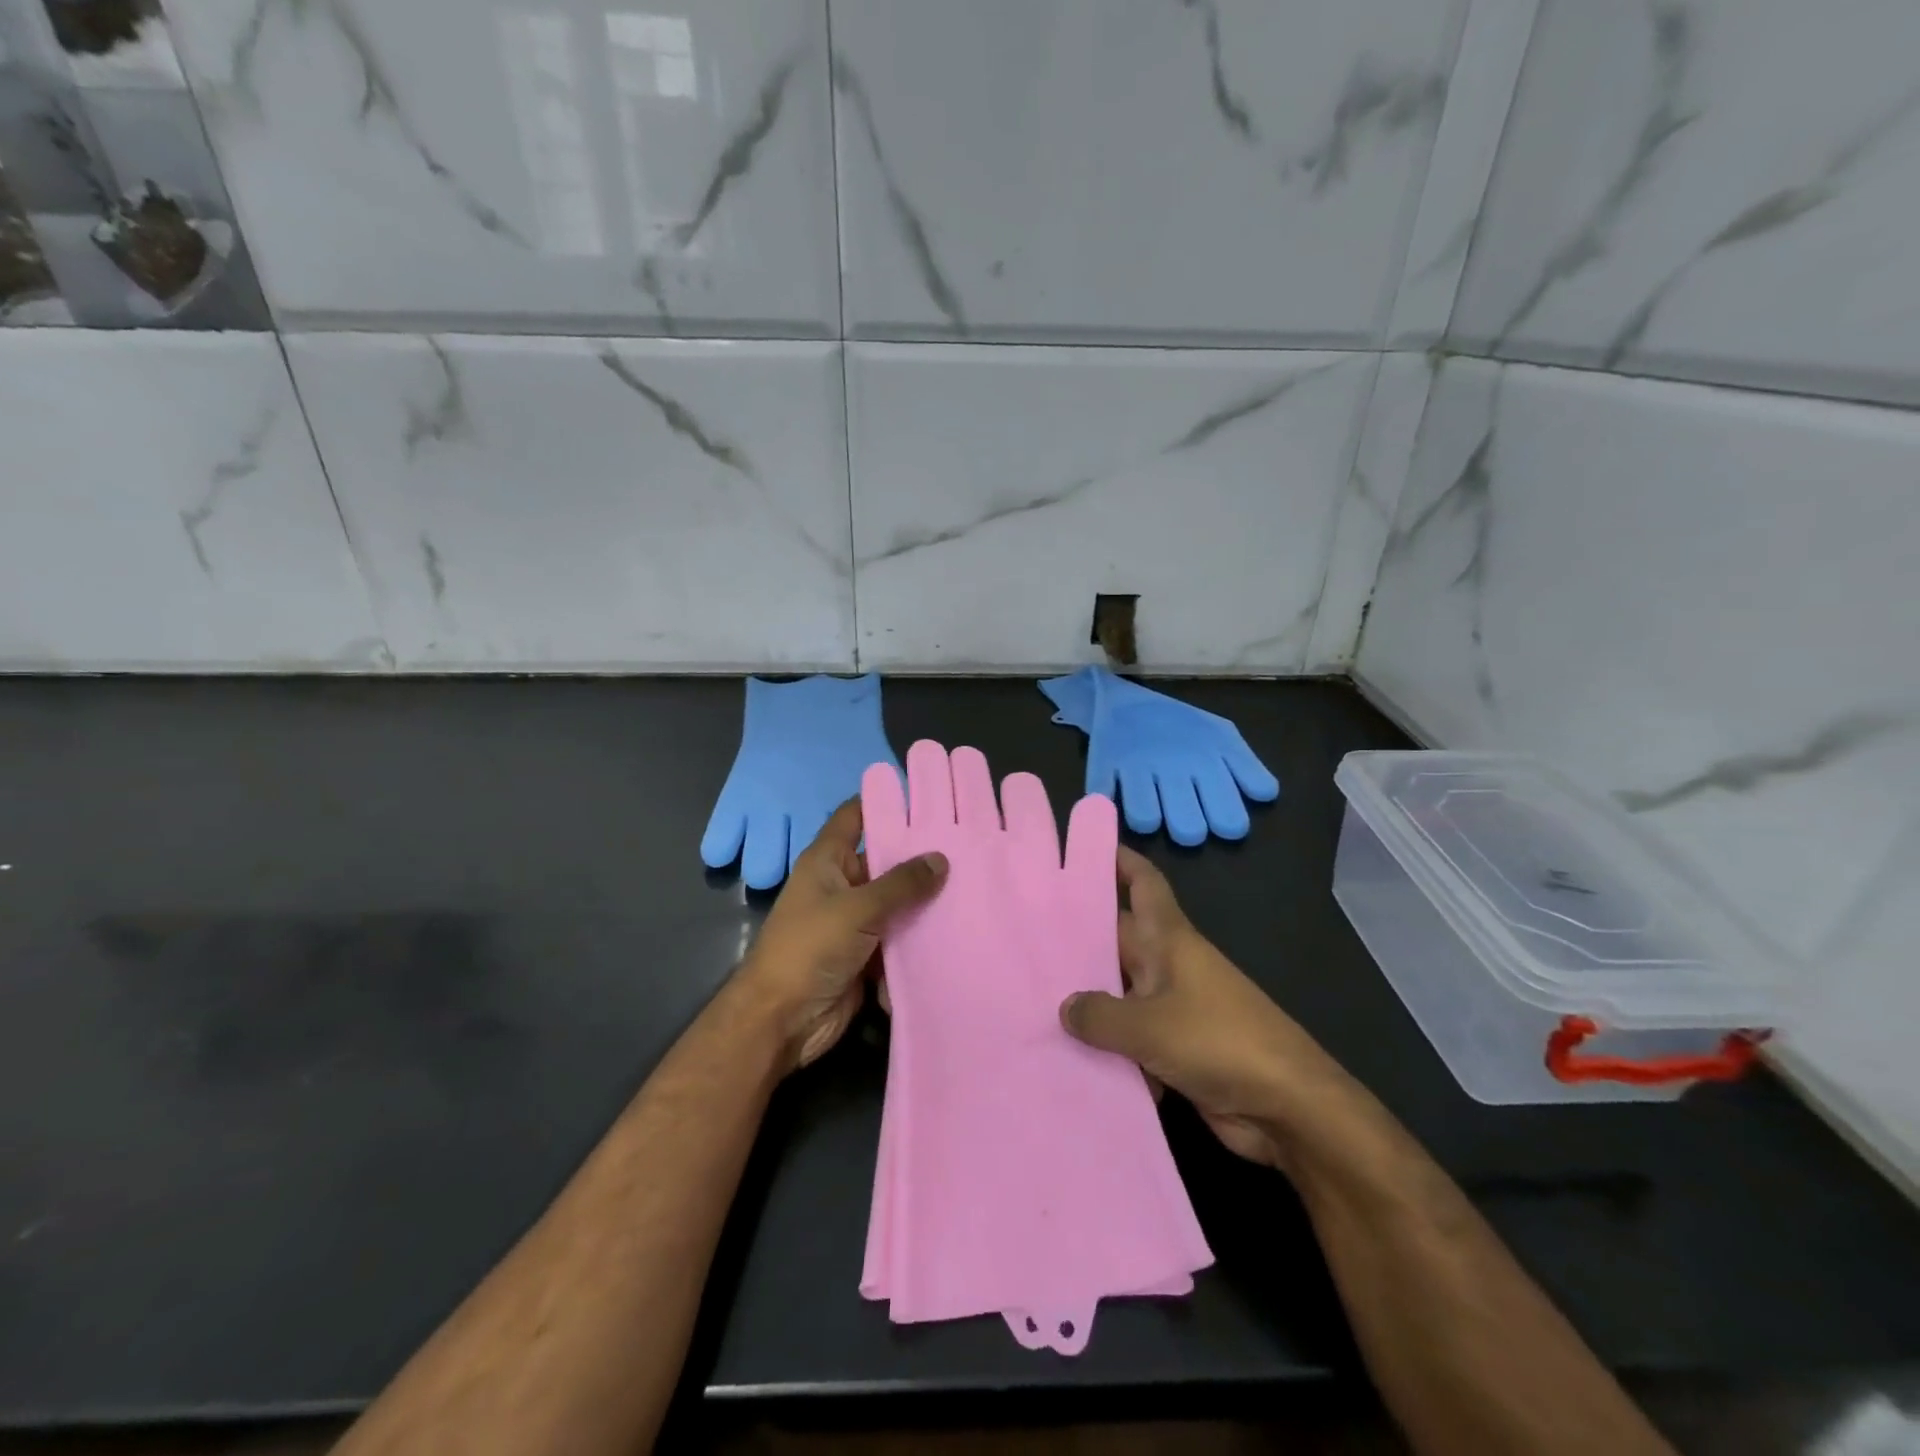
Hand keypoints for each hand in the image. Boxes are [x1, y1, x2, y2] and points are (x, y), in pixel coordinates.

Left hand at [734, 796, 946, 1071]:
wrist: (783, 1020)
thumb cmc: (810, 948)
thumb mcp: (857, 908)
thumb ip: (901, 883)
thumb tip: (941, 858)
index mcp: (828, 860)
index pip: (856, 816)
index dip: (884, 801)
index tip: (926, 796)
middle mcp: (841, 884)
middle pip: (885, 861)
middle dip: (921, 857)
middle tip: (969, 844)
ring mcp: (854, 921)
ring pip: (897, 902)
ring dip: (925, 901)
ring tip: (975, 884)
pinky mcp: (866, 954)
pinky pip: (899, 937)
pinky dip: (919, 936)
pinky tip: (958, 927)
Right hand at [1059, 847, 1356, 1170]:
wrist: (1288, 1108)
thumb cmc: (1219, 1042)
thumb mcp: (1149, 1025)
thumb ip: (1099, 1015)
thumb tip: (1065, 1006)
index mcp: (1169, 940)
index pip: (1143, 884)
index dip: (1118, 861)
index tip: (1081, 848)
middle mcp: (1168, 966)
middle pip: (1116, 940)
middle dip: (1076, 938)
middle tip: (1023, 935)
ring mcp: (1173, 1008)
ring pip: (1118, 992)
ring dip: (1086, 1000)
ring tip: (1030, 998)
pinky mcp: (1174, 1049)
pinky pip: (1129, 1038)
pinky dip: (1105, 1047)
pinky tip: (1064, 1057)